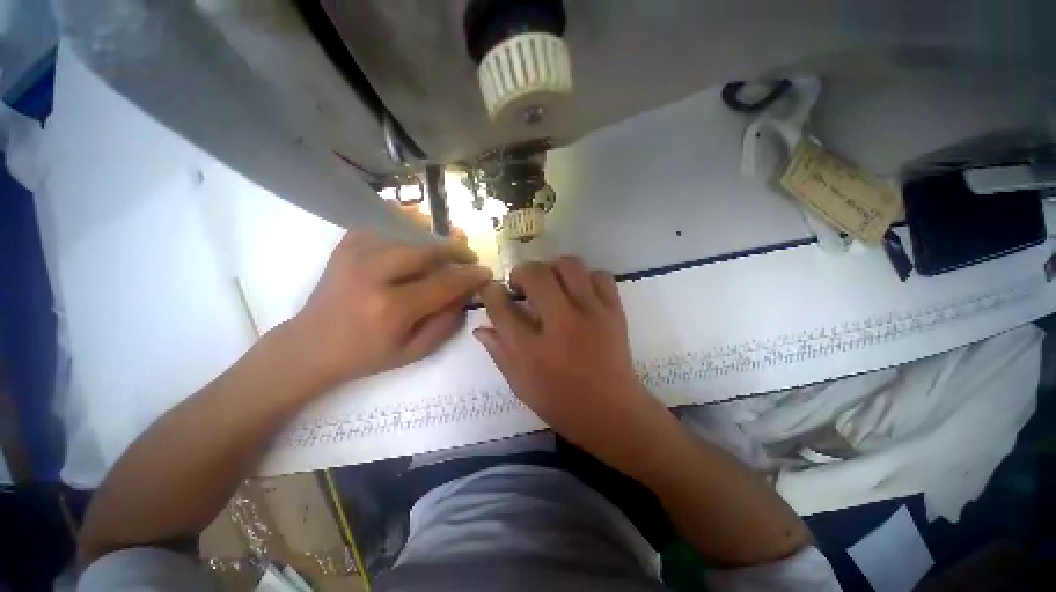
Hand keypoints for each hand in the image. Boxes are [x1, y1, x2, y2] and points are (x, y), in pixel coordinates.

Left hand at [288, 231, 491, 386]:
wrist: (310, 347)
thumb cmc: (366, 355)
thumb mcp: (414, 351)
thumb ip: (446, 322)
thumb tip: (465, 293)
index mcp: (391, 308)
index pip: (443, 284)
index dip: (469, 277)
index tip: (485, 273)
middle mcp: (372, 276)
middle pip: (426, 251)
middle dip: (455, 250)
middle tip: (469, 256)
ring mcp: (354, 256)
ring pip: (406, 236)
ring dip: (433, 240)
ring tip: (446, 249)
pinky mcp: (344, 247)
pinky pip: (381, 227)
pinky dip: (403, 228)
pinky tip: (413, 238)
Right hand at [474, 257, 665, 457]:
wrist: (613, 413)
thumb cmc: (561, 403)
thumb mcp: (520, 384)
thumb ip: (499, 352)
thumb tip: (482, 327)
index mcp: (532, 349)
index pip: (501, 307)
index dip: (491, 292)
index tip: (492, 289)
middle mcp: (561, 324)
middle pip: (536, 275)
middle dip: (521, 272)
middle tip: (522, 286)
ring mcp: (592, 313)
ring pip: (569, 265)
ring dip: (553, 268)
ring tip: (551, 284)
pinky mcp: (615, 311)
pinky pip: (600, 276)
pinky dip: (586, 278)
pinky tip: (580, 293)